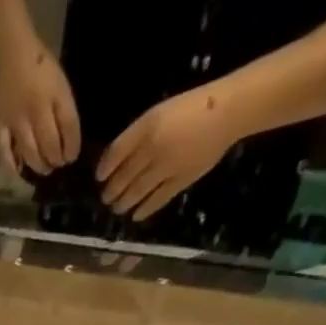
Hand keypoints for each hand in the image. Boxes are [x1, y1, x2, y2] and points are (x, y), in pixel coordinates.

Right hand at [0, 33, 79, 177]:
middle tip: (56, 163)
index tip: (71, 157)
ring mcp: (16, 120)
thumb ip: (63, 109)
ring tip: (43, 168)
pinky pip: (4, 153)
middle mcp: (37, 110)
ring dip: (39, 166)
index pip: (69, 127)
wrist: (9, 52)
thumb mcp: (59, 83)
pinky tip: (17, 173)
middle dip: (56, 159)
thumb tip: (65, 140)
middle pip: (50, 145)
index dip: (72, 147)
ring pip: (30, 153)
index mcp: (56, 94)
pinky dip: (11, 167)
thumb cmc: (38, 66)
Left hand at [97, 88, 240, 220]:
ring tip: (117, 208)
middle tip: (106, 197)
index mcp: (147, 126)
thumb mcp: (159, 113)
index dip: (104, 168)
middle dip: (111, 191)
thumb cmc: (191, 108)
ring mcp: (166, 167)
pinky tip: (136, 215)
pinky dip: (143, 210)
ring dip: (123, 203)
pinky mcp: (179, 181)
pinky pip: (155, 201)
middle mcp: (153, 148)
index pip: (116, 153)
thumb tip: (115, 161)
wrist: (227, 111)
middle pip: (123, 177)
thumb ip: (137, 136)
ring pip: (135, 192)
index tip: (99, 177)